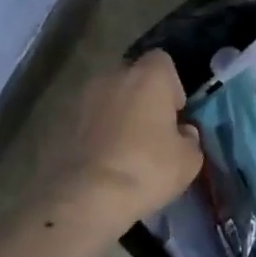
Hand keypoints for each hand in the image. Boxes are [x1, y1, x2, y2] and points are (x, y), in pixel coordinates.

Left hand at [45, 52, 202, 231]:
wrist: (89, 194)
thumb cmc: (148, 168)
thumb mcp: (189, 159)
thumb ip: (189, 137)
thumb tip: (182, 132)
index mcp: (148, 76)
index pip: (163, 61)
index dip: (172, 85)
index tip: (176, 112)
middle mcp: (114, 76)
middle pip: (134, 77)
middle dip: (144, 97)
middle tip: (154, 129)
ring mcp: (85, 98)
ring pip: (111, 97)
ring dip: (121, 113)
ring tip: (130, 146)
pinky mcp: (65, 121)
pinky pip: (93, 119)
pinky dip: (102, 131)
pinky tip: (110, 158)